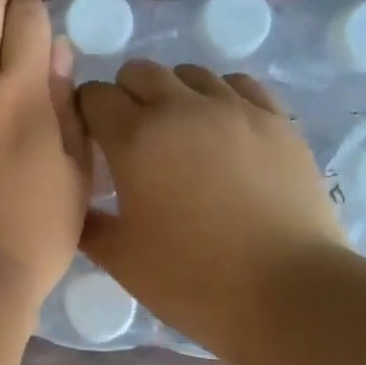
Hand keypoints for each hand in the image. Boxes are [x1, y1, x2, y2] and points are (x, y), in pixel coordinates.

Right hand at [76, 63, 347, 353]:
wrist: (289, 293)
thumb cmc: (193, 279)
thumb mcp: (121, 259)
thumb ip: (88, 224)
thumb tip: (76, 205)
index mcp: (135, 138)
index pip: (93, 96)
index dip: (86, 114)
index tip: (92, 142)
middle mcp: (181, 108)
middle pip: (139, 71)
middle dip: (126, 95)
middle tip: (132, 138)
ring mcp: (234, 109)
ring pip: (190, 74)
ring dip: (174, 94)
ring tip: (181, 133)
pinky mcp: (276, 119)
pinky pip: (239, 85)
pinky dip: (221, 97)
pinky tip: (224, 129)